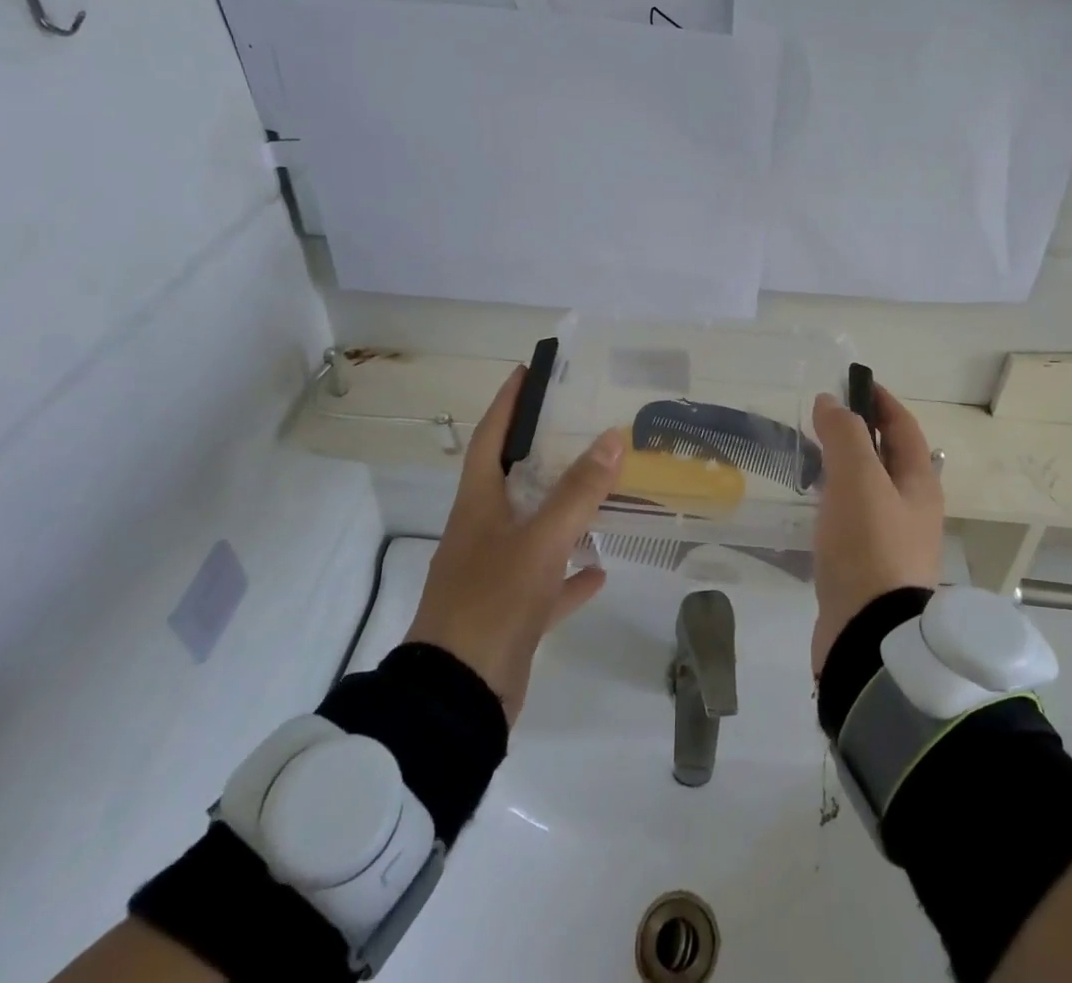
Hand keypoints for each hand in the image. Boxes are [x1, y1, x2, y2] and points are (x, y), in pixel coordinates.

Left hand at [407, 367, 624, 723]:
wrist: (458, 699)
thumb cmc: (491, 602)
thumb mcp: (539, 541)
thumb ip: (578, 491)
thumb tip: (612, 436)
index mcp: (479, 506)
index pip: (491, 438)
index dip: (509, 403)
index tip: (528, 371)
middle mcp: (484, 532)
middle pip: (516, 479)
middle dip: (546, 450)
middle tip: (584, 423)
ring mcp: (497, 574)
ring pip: (536, 529)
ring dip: (565, 510)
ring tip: (603, 486)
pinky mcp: (513, 611)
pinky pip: (548, 581)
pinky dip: (572, 573)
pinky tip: (600, 568)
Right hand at [809, 383, 944, 673]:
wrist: (869, 637)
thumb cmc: (869, 546)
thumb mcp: (857, 479)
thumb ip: (845, 435)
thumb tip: (831, 402)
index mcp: (919, 484)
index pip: (905, 428)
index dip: (882, 402)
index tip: (854, 383)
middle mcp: (913, 510)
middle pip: (889, 458)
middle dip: (861, 434)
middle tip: (824, 420)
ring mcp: (892, 542)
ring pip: (870, 490)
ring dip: (847, 468)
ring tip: (814, 458)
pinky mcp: (869, 569)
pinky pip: (854, 520)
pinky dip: (836, 501)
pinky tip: (815, 507)